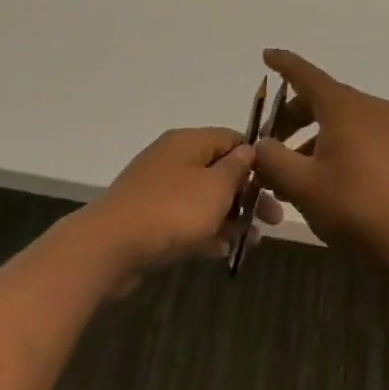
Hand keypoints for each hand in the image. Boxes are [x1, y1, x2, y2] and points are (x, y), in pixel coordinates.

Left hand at [73, 127, 282, 294]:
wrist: (110, 247)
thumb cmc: (172, 211)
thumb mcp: (215, 187)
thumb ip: (237, 168)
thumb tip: (249, 149)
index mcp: (188, 142)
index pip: (231, 138)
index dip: (257, 159)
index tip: (278, 184)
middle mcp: (172, 159)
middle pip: (219, 170)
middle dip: (247, 194)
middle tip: (274, 220)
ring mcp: (158, 189)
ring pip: (204, 198)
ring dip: (230, 216)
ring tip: (253, 241)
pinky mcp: (149, 218)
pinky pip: (186, 220)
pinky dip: (206, 231)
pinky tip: (223, 251)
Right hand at [253, 49, 388, 264]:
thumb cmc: (355, 207)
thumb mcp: (301, 185)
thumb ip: (272, 159)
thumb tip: (261, 144)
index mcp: (344, 106)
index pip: (306, 75)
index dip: (283, 64)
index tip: (266, 55)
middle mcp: (369, 108)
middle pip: (321, 100)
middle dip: (290, 118)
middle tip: (268, 144)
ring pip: (339, 122)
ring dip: (310, 139)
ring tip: (289, 175)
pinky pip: (357, 137)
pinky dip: (332, 147)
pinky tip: (320, 181)